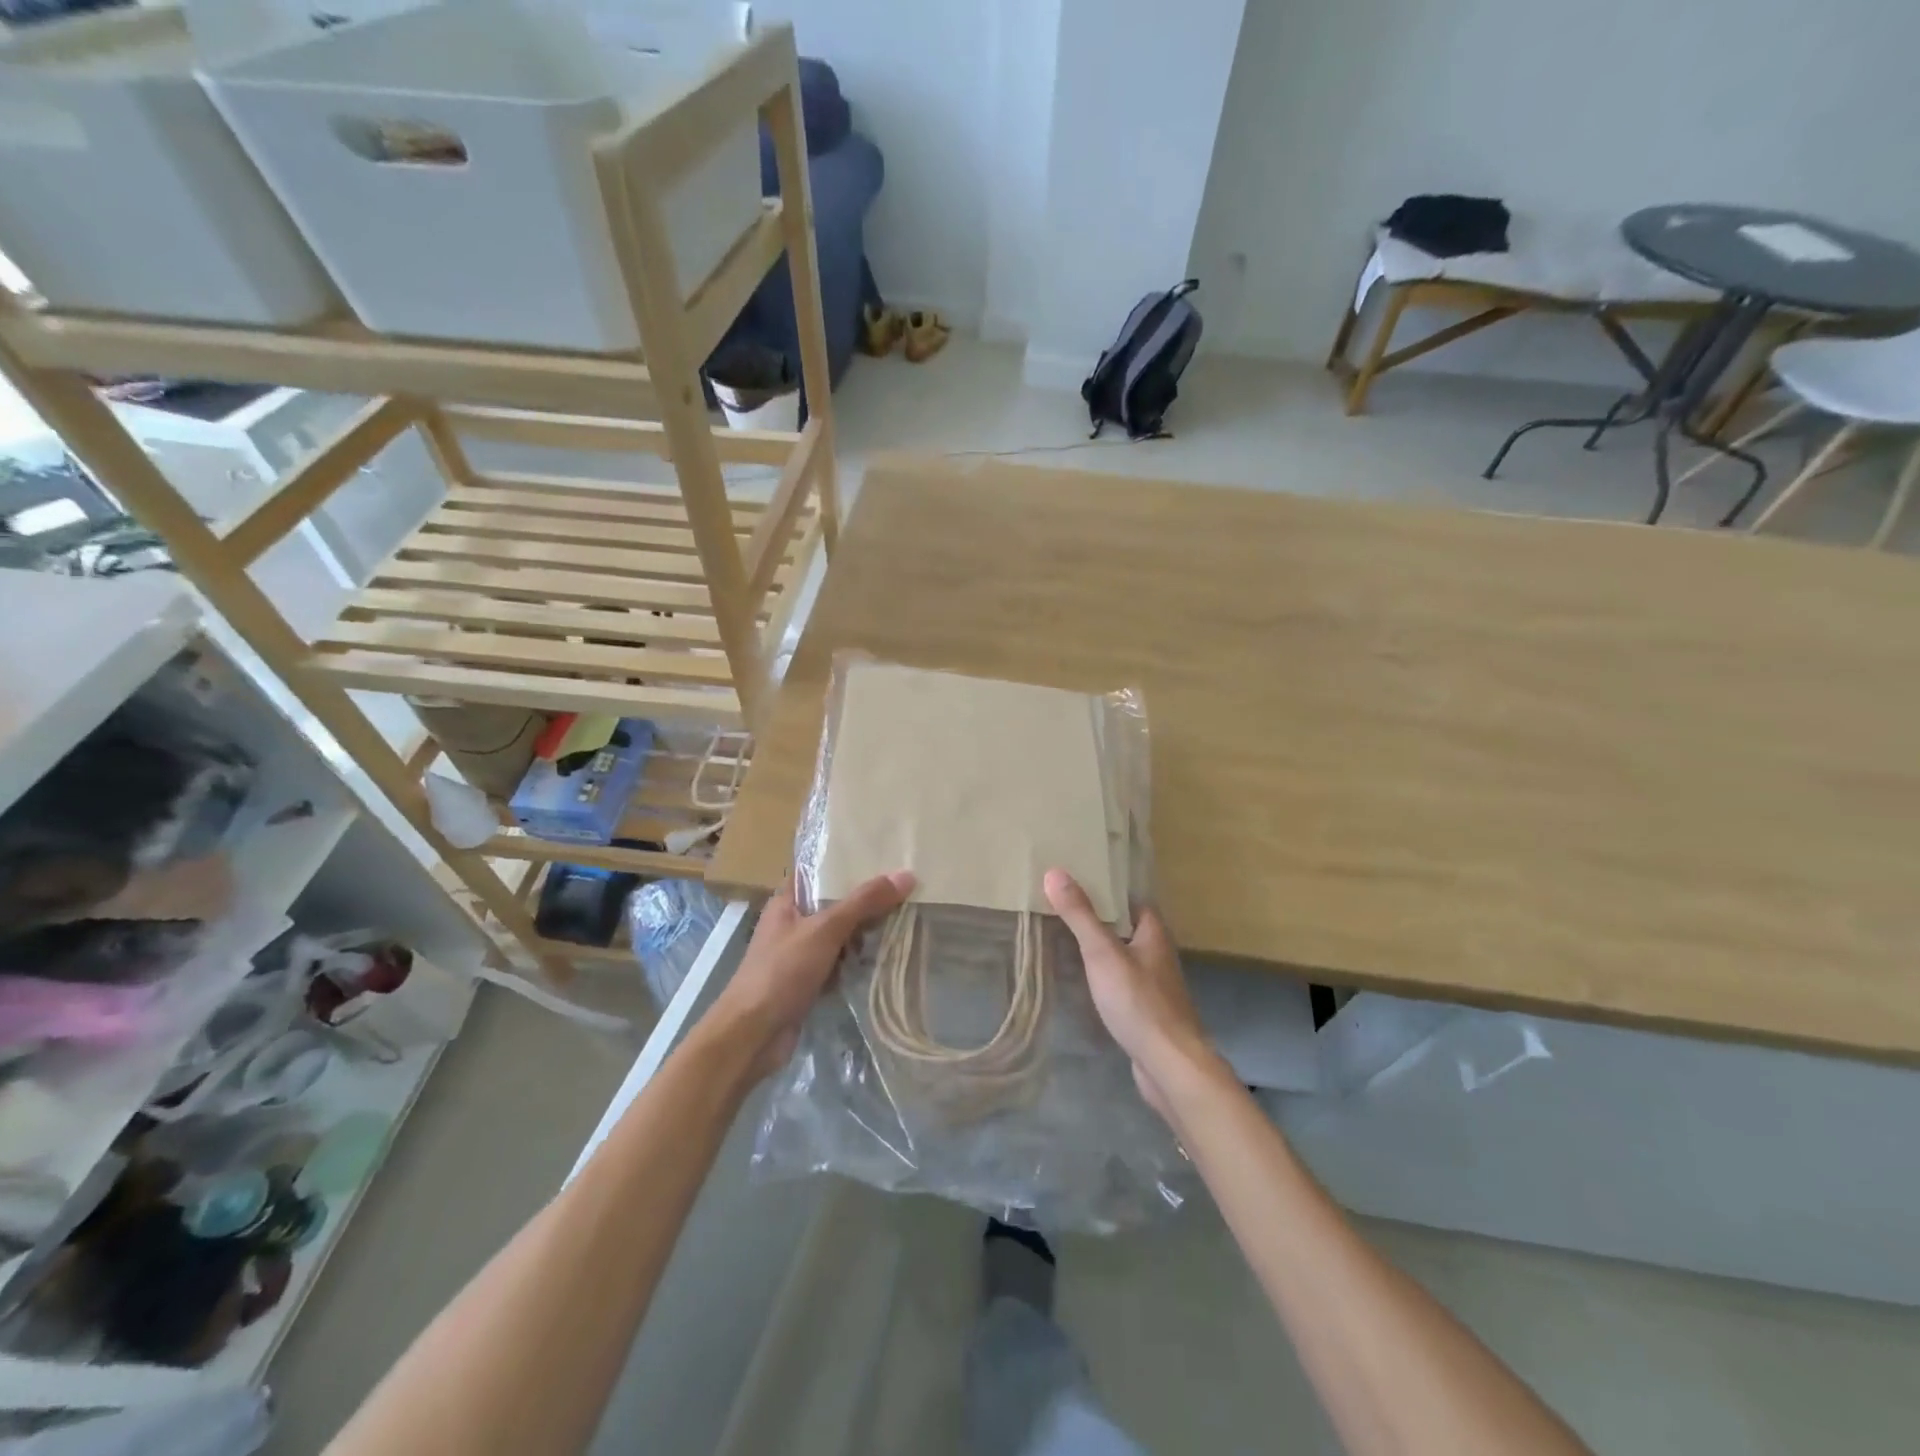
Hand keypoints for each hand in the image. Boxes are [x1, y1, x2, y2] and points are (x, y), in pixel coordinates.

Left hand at [712, 871, 914, 1078]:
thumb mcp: (825, 930)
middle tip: (906, 888)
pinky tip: (886, 956)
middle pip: (835, 904)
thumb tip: (906, 874)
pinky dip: (858, 961)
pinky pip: (839, 963)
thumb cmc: (782, 972)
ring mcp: (800, 955)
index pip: (820, 872)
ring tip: (905, 917)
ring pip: (839, 935)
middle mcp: (793, 924)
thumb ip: (864, 902)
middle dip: (866, 900)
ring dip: (865, 932)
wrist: (752, 1036)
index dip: (848, 863)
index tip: (885, 854)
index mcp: (787, 902)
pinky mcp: (808, 982)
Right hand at [1044, 868, 1220, 1122]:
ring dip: (1101, 948)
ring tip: (1065, 938)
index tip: (1078, 878)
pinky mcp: (1147, 1011)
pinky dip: (1104, 976)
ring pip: (1124, 956)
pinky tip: (1084, 981)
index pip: (1131, 899)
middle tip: (1063, 906)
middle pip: (1127, 926)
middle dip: (1100, 917)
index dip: (1108, 888)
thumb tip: (1054, 871)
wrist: (1169, 1065)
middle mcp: (1158, 954)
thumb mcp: (1103, 953)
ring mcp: (1155, 985)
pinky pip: (1122, 983)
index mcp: (1154, 933)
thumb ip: (1080, 915)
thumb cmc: (1138, 1001)